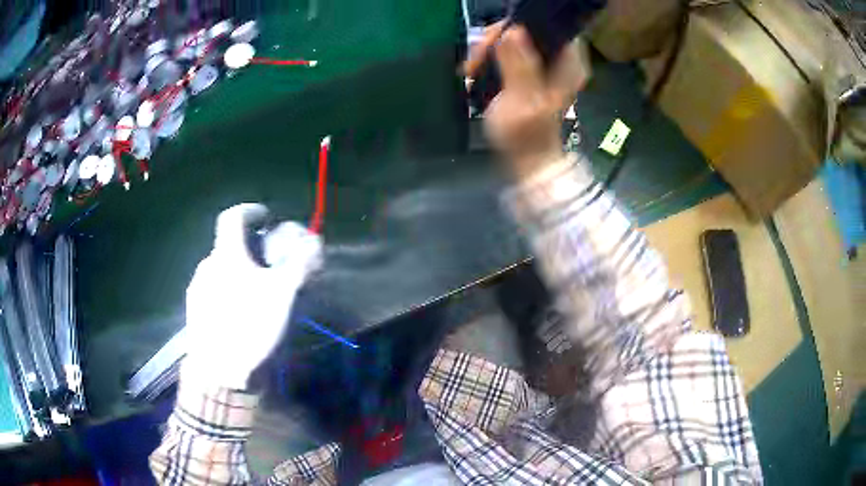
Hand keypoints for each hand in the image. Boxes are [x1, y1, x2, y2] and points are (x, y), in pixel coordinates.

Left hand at [182, 204, 322, 388]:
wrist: (220, 373)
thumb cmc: (251, 327)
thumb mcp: (284, 294)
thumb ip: (300, 264)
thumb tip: (314, 241)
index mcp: (226, 256)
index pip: (233, 217)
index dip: (250, 211)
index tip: (266, 218)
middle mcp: (207, 266)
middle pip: (228, 247)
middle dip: (249, 250)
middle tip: (269, 267)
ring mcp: (197, 291)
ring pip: (220, 271)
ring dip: (238, 273)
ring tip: (256, 295)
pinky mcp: (194, 313)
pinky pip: (213, 291)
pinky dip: (227, 292)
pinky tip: (239, 315)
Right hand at [466, 25, 587, 178]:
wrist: (527, 159)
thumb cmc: (526, 135)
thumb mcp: (522, 99)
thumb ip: (519, 64)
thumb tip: (512, 31)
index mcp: (568, 63)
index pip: (548, 24)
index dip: (520, 24)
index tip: (494, 40)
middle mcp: (561, 60)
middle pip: (529, 29)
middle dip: (498, 39)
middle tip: (476, 60)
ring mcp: (547, 66)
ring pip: (516, 39)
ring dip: (491, 49)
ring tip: (472, 69)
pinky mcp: (533, 72)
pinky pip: (511, 52)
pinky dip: (493, 57)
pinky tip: (478, 71)